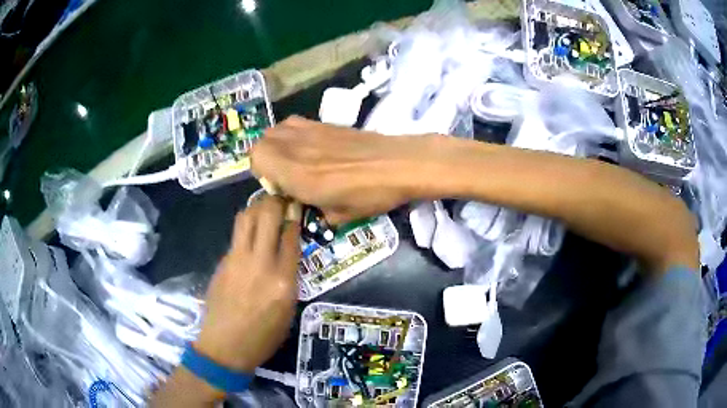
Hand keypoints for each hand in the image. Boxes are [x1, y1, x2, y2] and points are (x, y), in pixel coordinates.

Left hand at [194, 195, 300, 372]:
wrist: (226, 346)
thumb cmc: (264, 336)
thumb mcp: (288, 310)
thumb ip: (289, 277)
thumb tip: (288, 250)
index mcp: (283, 281)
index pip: (291, 235)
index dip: (295, 215)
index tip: (297, 205)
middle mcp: (261, 264)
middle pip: (268, 217)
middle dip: (276, 201)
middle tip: (282, 197)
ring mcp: (238, 260)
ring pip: (247, 218)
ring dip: (258, 206)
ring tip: (265, 205)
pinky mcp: (223, 261)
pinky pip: (237, 234)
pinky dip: (246, 224)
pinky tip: (250, 228)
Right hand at [251, 116, 439, 223]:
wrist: (399, 163)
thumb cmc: (371, 194)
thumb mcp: (340, 215)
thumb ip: (314, 210)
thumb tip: (306, 204)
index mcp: (298, 174)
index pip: (257, 158)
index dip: (260, 172)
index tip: (277, 186)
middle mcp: (298, 148)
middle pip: (262, 141)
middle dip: (265, 158)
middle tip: (284, 174)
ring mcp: (311, 131)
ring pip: (277, 129)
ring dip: (277, 144)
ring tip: (294, 159)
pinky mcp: (325, 123)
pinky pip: (295, 123)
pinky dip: (292, 134)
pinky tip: (310, 147)